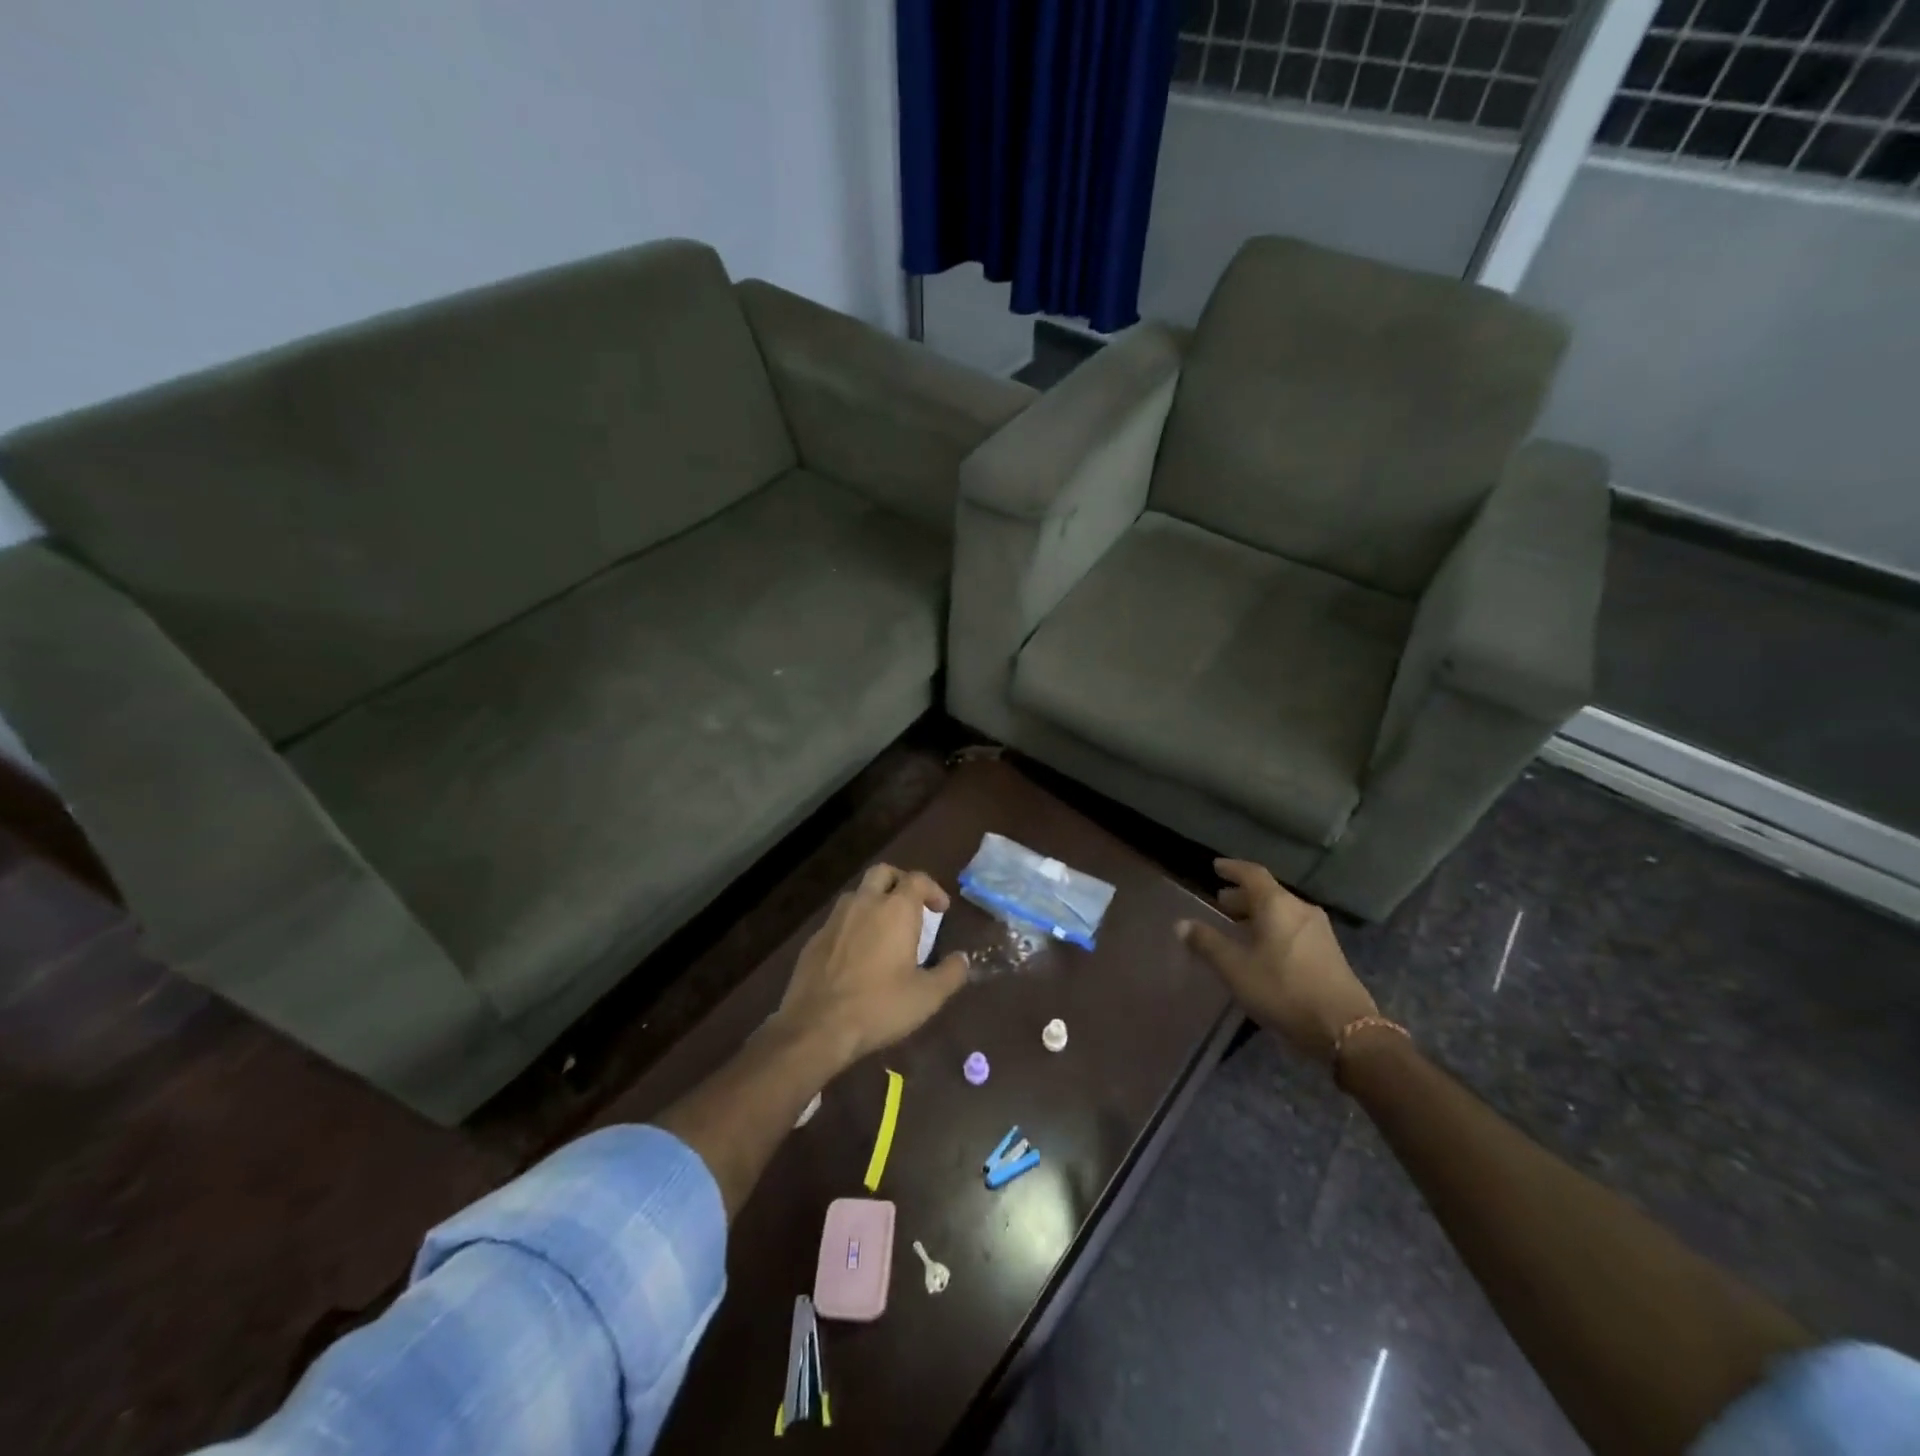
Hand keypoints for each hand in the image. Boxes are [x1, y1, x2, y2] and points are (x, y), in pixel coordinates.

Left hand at [773, 863, 969, 1069]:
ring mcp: (835, 919)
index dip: (933, 889)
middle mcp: (864, 903)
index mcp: (895, 910)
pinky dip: (853, 926)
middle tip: (912, 906)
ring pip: (858, 894)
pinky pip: (839, 920)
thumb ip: (950, 973)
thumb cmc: (879, 1006)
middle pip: (883, 873)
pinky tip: (858, 953)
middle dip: (900, 881)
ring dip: (874, 902)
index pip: (917, 880)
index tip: (941, 909)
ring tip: (885, 929)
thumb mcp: (927, 996)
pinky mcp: (815, 939)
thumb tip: (962, 959)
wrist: (817, 1026)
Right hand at [1177, 859, 1377, 1064]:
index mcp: (1277, 905)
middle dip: (1242, 896)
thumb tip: (1181, 924)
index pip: (1252, 874)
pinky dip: (1273, 928)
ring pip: (1282, 912)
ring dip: (1258, 915)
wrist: (1344, 1028)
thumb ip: (1207, 943)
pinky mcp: (1329, 952)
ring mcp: (1319, 930)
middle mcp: (1300, 909)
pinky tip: (1263, 949)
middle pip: (1268, 893)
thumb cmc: (1282, 990)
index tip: (1215, 867)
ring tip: (1238, 927)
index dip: (1232, 868)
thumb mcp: (1235, 968)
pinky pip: (1293, 928)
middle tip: (1221, 902)